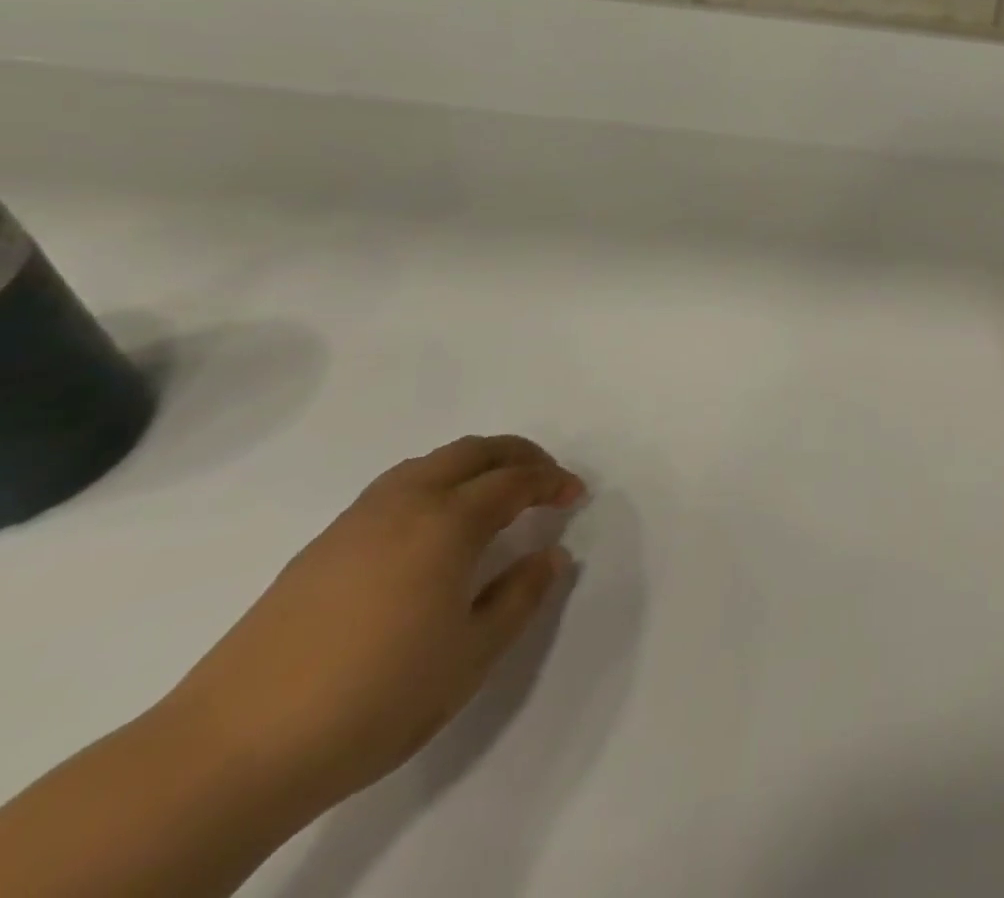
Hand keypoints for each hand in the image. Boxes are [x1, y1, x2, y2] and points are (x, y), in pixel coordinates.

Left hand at [164, 435, 584, 810]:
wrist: (228, 752)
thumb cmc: (374, 698)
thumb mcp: (471, 655)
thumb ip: (521, 596)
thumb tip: (550, 555)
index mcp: (447, 523)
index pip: (515, 480)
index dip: (552, 481)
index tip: (575, 497)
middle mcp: (405, 504)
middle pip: (473, 451)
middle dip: (519, 455)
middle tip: (545, 480)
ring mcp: (356, 521)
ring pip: (429, 463)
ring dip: (474, 464)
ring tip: (494, 495)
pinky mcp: (321, 547)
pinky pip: (396, 487)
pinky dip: (434, 484)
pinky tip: (432, 528)